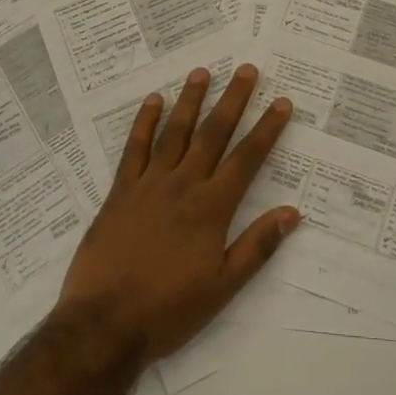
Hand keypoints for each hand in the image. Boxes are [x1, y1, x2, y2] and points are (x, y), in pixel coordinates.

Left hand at [54, 64, 298, 364]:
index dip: (267, 129)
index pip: (247, 159)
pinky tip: (153, 101)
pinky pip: (134, 149)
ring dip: (191, 101)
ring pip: (175, 133)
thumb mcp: (222, 287)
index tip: (281, 102)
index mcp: (211, 208)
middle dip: (233, 100)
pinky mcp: (120, 192)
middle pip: (213, 134)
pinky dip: (144, 123)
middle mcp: (183, 186)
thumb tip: (292, 212)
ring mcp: (148, 185)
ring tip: (202, 72)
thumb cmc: (168, 310)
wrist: (103, 325)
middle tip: (247, 69)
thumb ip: (257, 247)